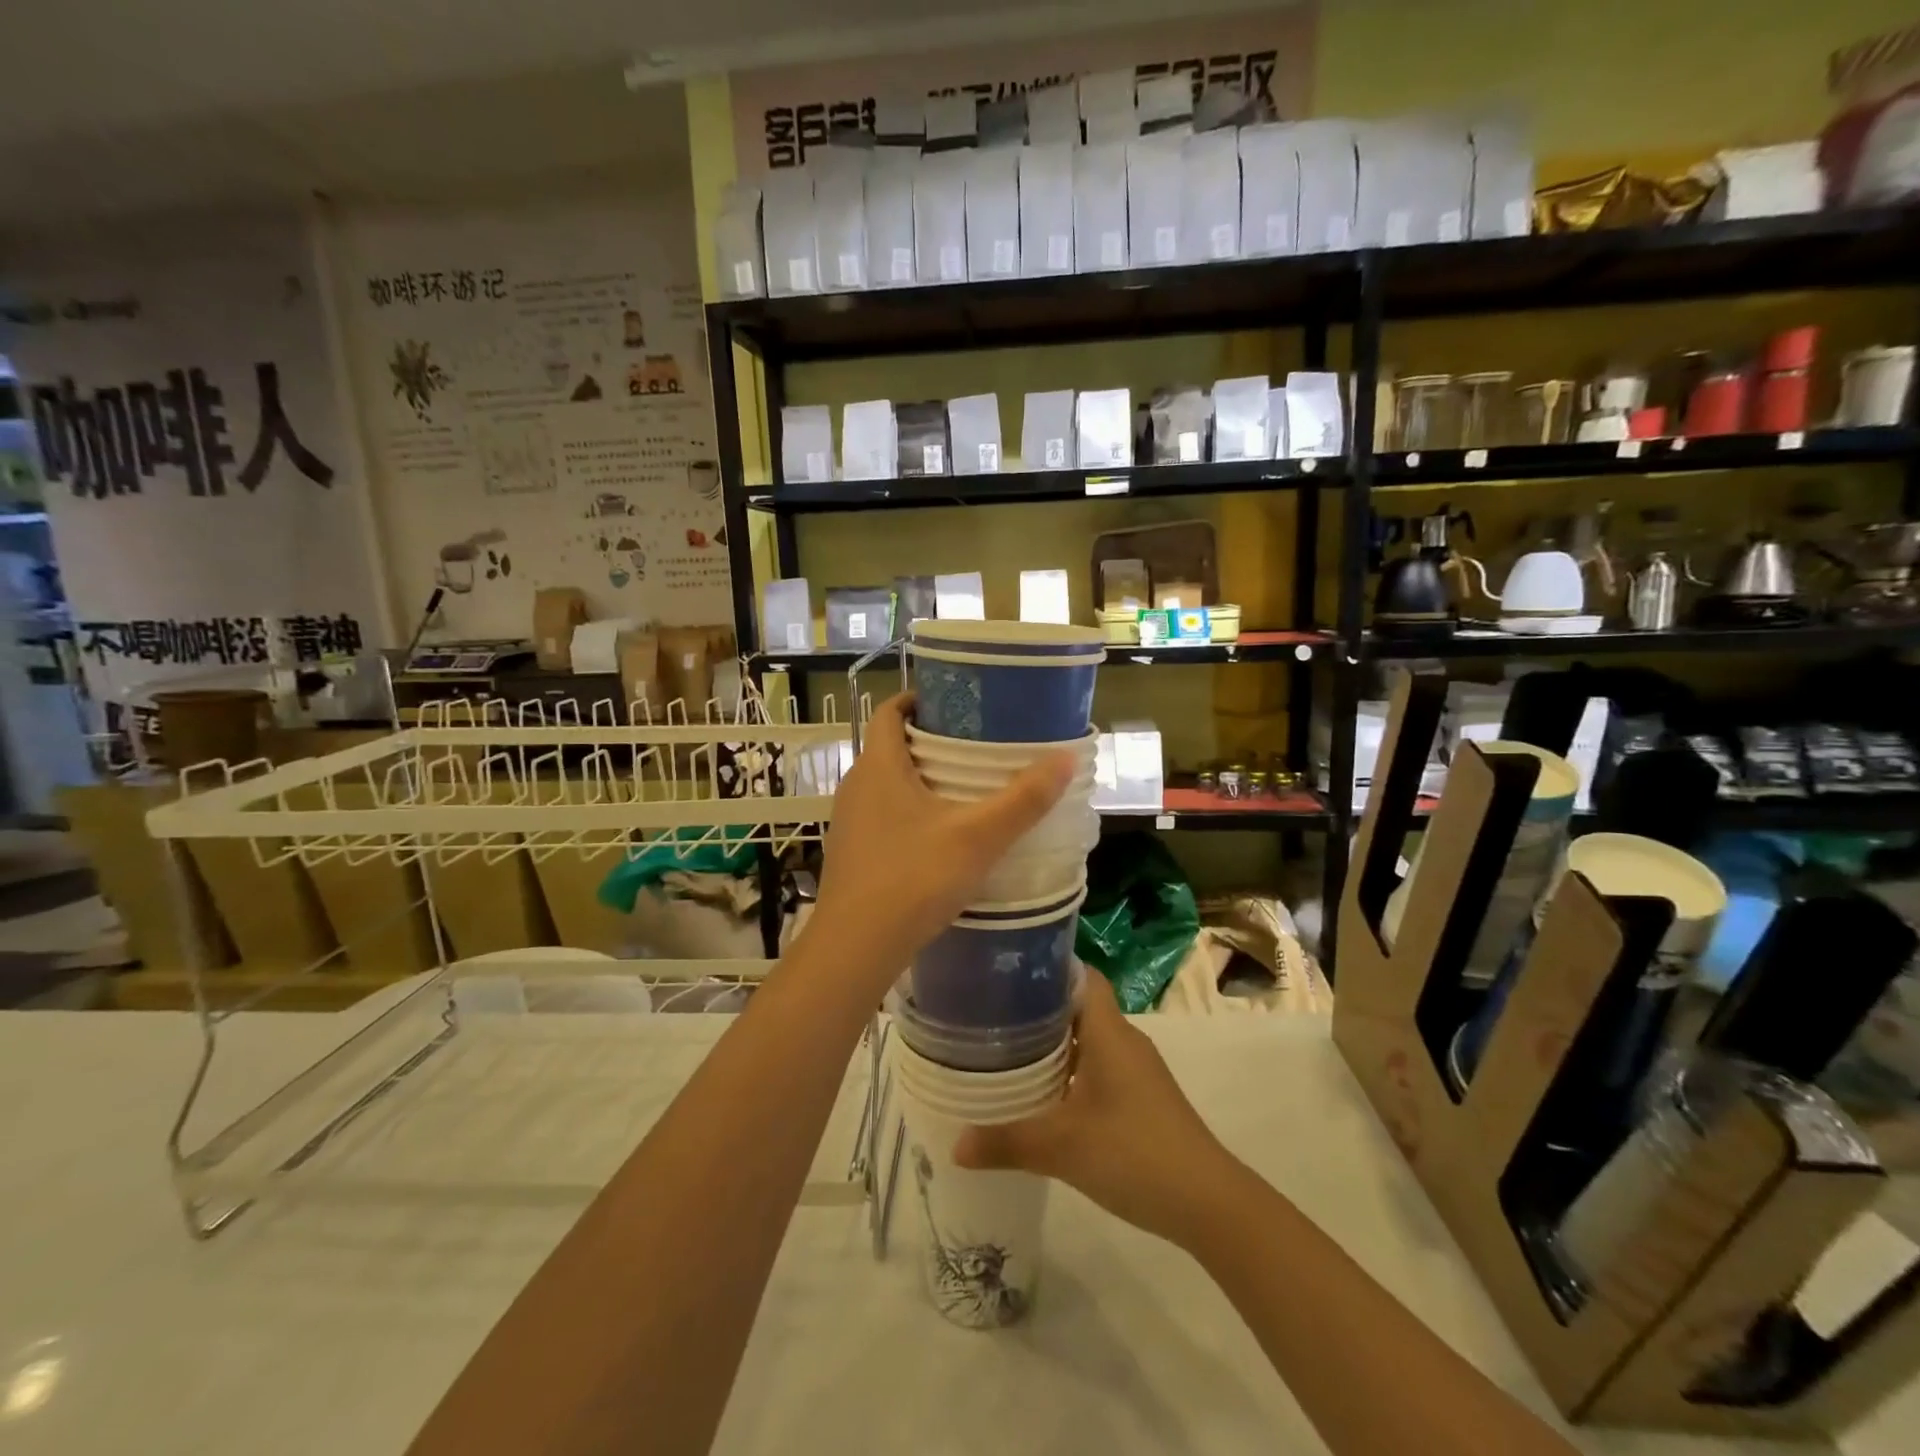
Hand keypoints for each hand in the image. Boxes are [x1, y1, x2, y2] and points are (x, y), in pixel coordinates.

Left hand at [810, 693, 1074, 990]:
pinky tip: (940, 835)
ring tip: (965, 788)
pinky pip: (882, 814)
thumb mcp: (978, 837)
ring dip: (920, 779)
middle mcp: (856, 785)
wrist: (857, 947)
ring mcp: (849, 821)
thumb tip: (1066, 758)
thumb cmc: (914, 878)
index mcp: (879, 766)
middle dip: (930, 741)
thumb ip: (1024, 799)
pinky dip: (909, 811)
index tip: (954, 702)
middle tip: (975, 745)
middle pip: (890, 746)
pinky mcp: (851, 852)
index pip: (889, 711)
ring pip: (886, 783)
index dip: (917, 700)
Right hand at [953, 972, 1242, 1247]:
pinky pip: (1098, 1067)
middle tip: (992, 1015)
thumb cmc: (1133, 1152)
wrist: (1207, 1202)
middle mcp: (1124, 1040)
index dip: (1047, 968)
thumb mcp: (1061, 1147)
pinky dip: (1070, 1071)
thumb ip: (1006, 1141)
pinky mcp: (1141, 1098)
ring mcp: (1136, 1070)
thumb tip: (955, 1145)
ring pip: (1088, 1040)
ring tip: (1007, 1052)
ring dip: (1053, 1044)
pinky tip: (1044, 1095)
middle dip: (1038, 1008)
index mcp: (1108, 1031)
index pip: (1080, 975)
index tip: (1006, 973)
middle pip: (1078, 1006)